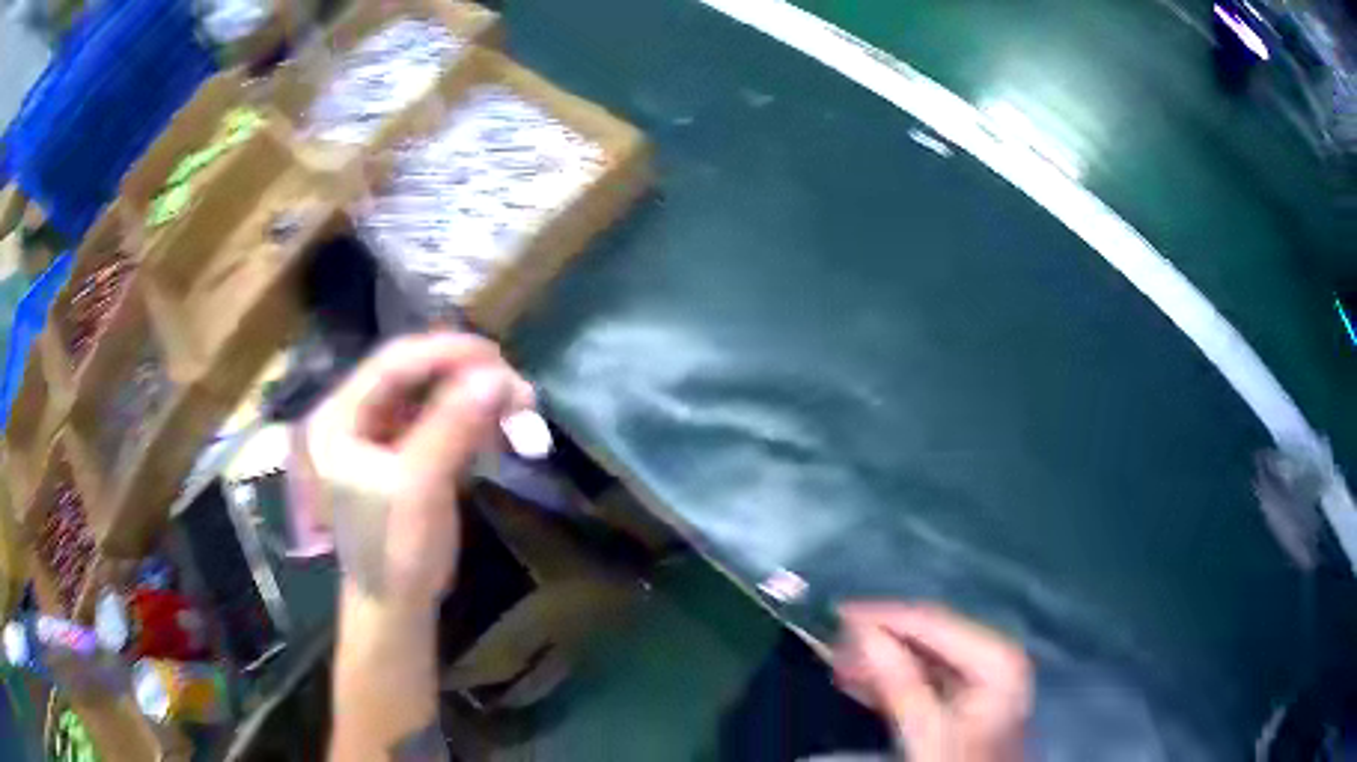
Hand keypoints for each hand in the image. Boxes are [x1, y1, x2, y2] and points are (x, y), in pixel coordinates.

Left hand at [306, 333, 533, 606]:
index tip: (499, 356)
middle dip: (466, 377)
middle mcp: (355, 416)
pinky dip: (470, 420)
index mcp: (340, 418)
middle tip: (517, 388)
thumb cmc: (395, 550)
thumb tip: (497, 375)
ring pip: (430, 396)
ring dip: (474, 397)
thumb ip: (453, 426)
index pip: (393, 363)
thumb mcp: (420, 486)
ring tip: (517, 407)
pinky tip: (498, 427)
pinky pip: (438, 421)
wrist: (396, 605)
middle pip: (413, 375)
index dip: (445, 352)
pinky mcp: (403, 454)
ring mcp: (378, 435)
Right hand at [834, 602, 1031, 761]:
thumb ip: (900, 684)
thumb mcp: (929, 731)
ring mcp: (981, 684)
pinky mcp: (965, 706)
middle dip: (880, 639)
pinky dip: (891, 682)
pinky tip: (860, 681)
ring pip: (922, 661)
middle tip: (831, 638)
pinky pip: (923, 682)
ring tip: (837, 658)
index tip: (837, 613)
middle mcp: (993, 660)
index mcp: (996, 658)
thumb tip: (863, 635)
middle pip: (928, 639)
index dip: (884, 616)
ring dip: (880, 660)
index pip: (933, 622)